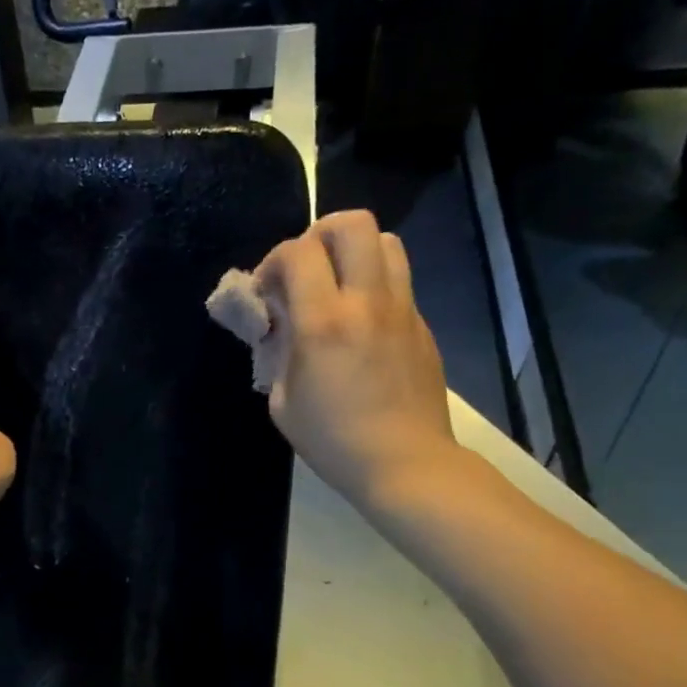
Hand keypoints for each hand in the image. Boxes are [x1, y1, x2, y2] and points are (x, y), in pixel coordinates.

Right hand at [255, 210, 457, 510]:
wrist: (403, 463)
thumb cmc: (332, 441)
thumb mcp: (283, 402)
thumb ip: (279, 352)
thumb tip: (282, 326)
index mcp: (324, 322)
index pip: (298, 252)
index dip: (273, 261)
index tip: (266, 290)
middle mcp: (367, 302)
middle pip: (353, 224)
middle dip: (319, 234)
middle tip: (306, 267)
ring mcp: (402, 310)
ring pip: (386, 242)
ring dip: (354, 252)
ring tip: (337, 284)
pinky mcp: (421, 326)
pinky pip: (398, 282)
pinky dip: (374, 286)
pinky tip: (361, 324)